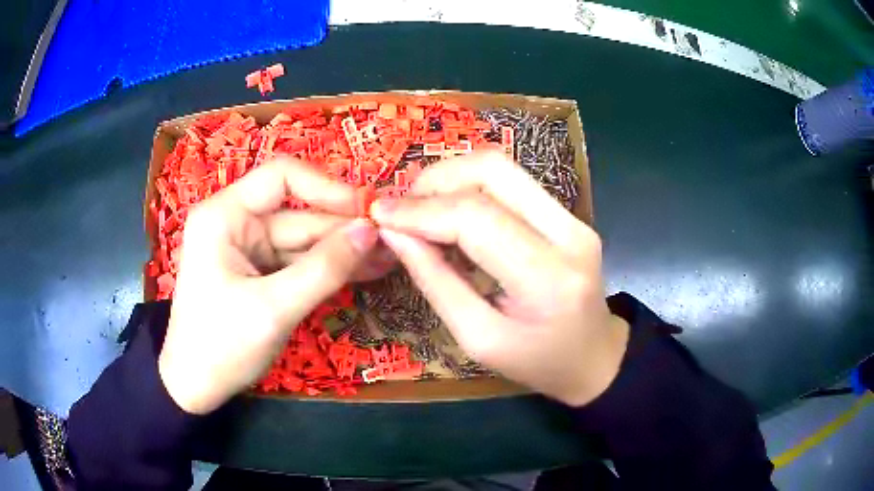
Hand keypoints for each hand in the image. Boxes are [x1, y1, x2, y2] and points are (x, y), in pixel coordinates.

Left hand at [158, 159, 380, 413]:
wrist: (195, 388)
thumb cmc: (221, 346)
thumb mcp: (273, 309)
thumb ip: (323, 269)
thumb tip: (371, 231)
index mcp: (225, 215)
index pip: (282, 177)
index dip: (327, 188)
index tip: (368, 212)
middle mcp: (237, 223)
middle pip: (299, 214)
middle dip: (345, 229)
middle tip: (394, 243)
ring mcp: (249, 250)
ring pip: (304, 241)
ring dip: (344, 251)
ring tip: (390, 259)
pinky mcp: (260, 274)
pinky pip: (300, 264)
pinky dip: (330, 270)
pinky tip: (366, 272)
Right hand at [371, 151, 629, 405]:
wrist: (594, 357)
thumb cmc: (537, 363)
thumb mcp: (478, 339)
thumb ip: (435, 282)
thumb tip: (394, 233)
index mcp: (548, 278)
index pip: (476, 219)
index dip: (421, 211)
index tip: (379, 214)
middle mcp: (569, 234)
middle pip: (493, 171)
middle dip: (436, 179)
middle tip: (403, 208)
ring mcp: (574, 218)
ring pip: (503, 167)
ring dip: (452, 178)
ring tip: (422, 209)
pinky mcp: (570, 214)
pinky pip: (513, 183)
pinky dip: (472, 188)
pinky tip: (452, 214)